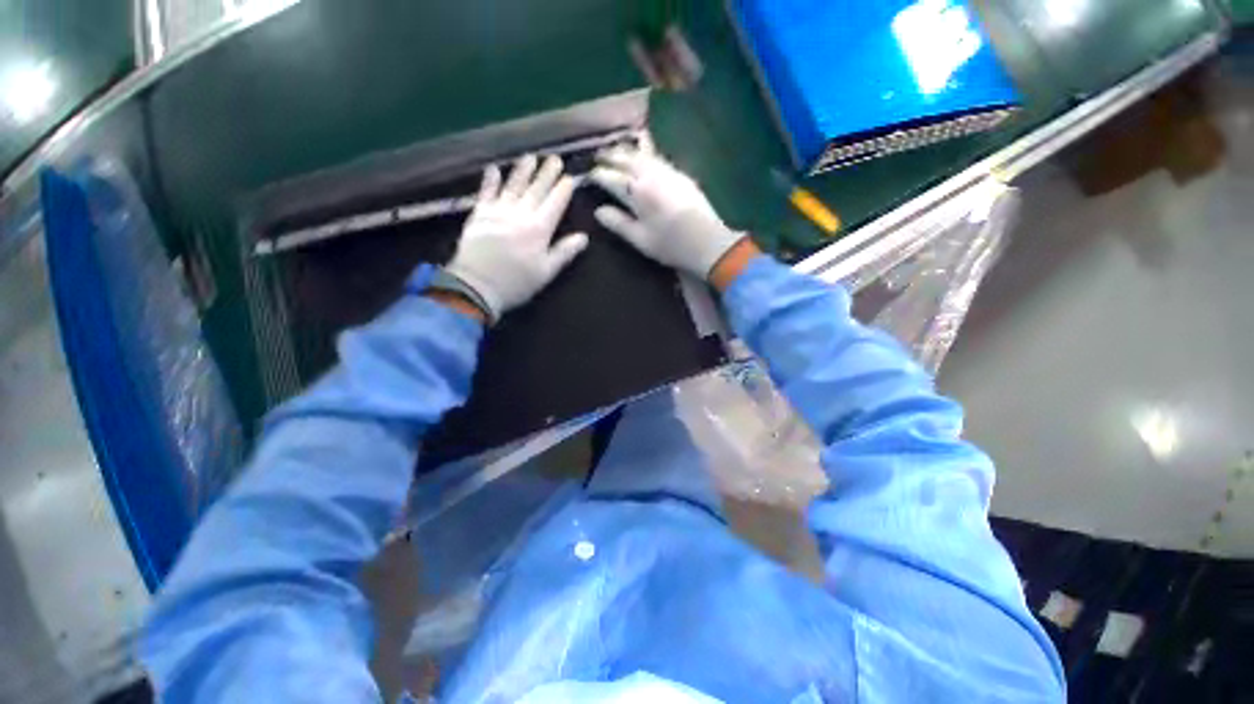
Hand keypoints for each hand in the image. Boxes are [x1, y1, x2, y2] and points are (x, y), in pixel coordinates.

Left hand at [444, 154, 587, 322]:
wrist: (476, 286)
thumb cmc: (516, 283)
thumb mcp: (546, 272)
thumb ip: (564, 252)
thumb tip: (584, 237)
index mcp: (539, 230)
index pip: (555, 204)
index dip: (563, 190)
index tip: (570, 177)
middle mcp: (520, 215)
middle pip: (536, 190)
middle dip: (547, 174)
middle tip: (555, 158)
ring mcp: (497, 212)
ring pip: (513, 186)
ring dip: (522, 170)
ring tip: (530, 157)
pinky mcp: (478, 214)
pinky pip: (486, 192)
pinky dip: (490, 180)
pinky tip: (494, 168)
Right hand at [589, 146, 743, 279]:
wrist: (707, 242)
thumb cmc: (670, 245)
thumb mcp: (640, 239)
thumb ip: (618, 223)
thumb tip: (598, 211)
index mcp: (637, 192)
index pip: (611, 178)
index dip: (597, 176)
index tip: (588, 175)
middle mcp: (650, 175)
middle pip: (626, 159)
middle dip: (610, 156)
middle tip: (597, 156)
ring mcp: (667, 171)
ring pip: (641, 154)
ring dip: (626, 151)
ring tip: (616, 151)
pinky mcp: (680, 174)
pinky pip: (656, 157)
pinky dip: (644, 152)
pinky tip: (643, 154)